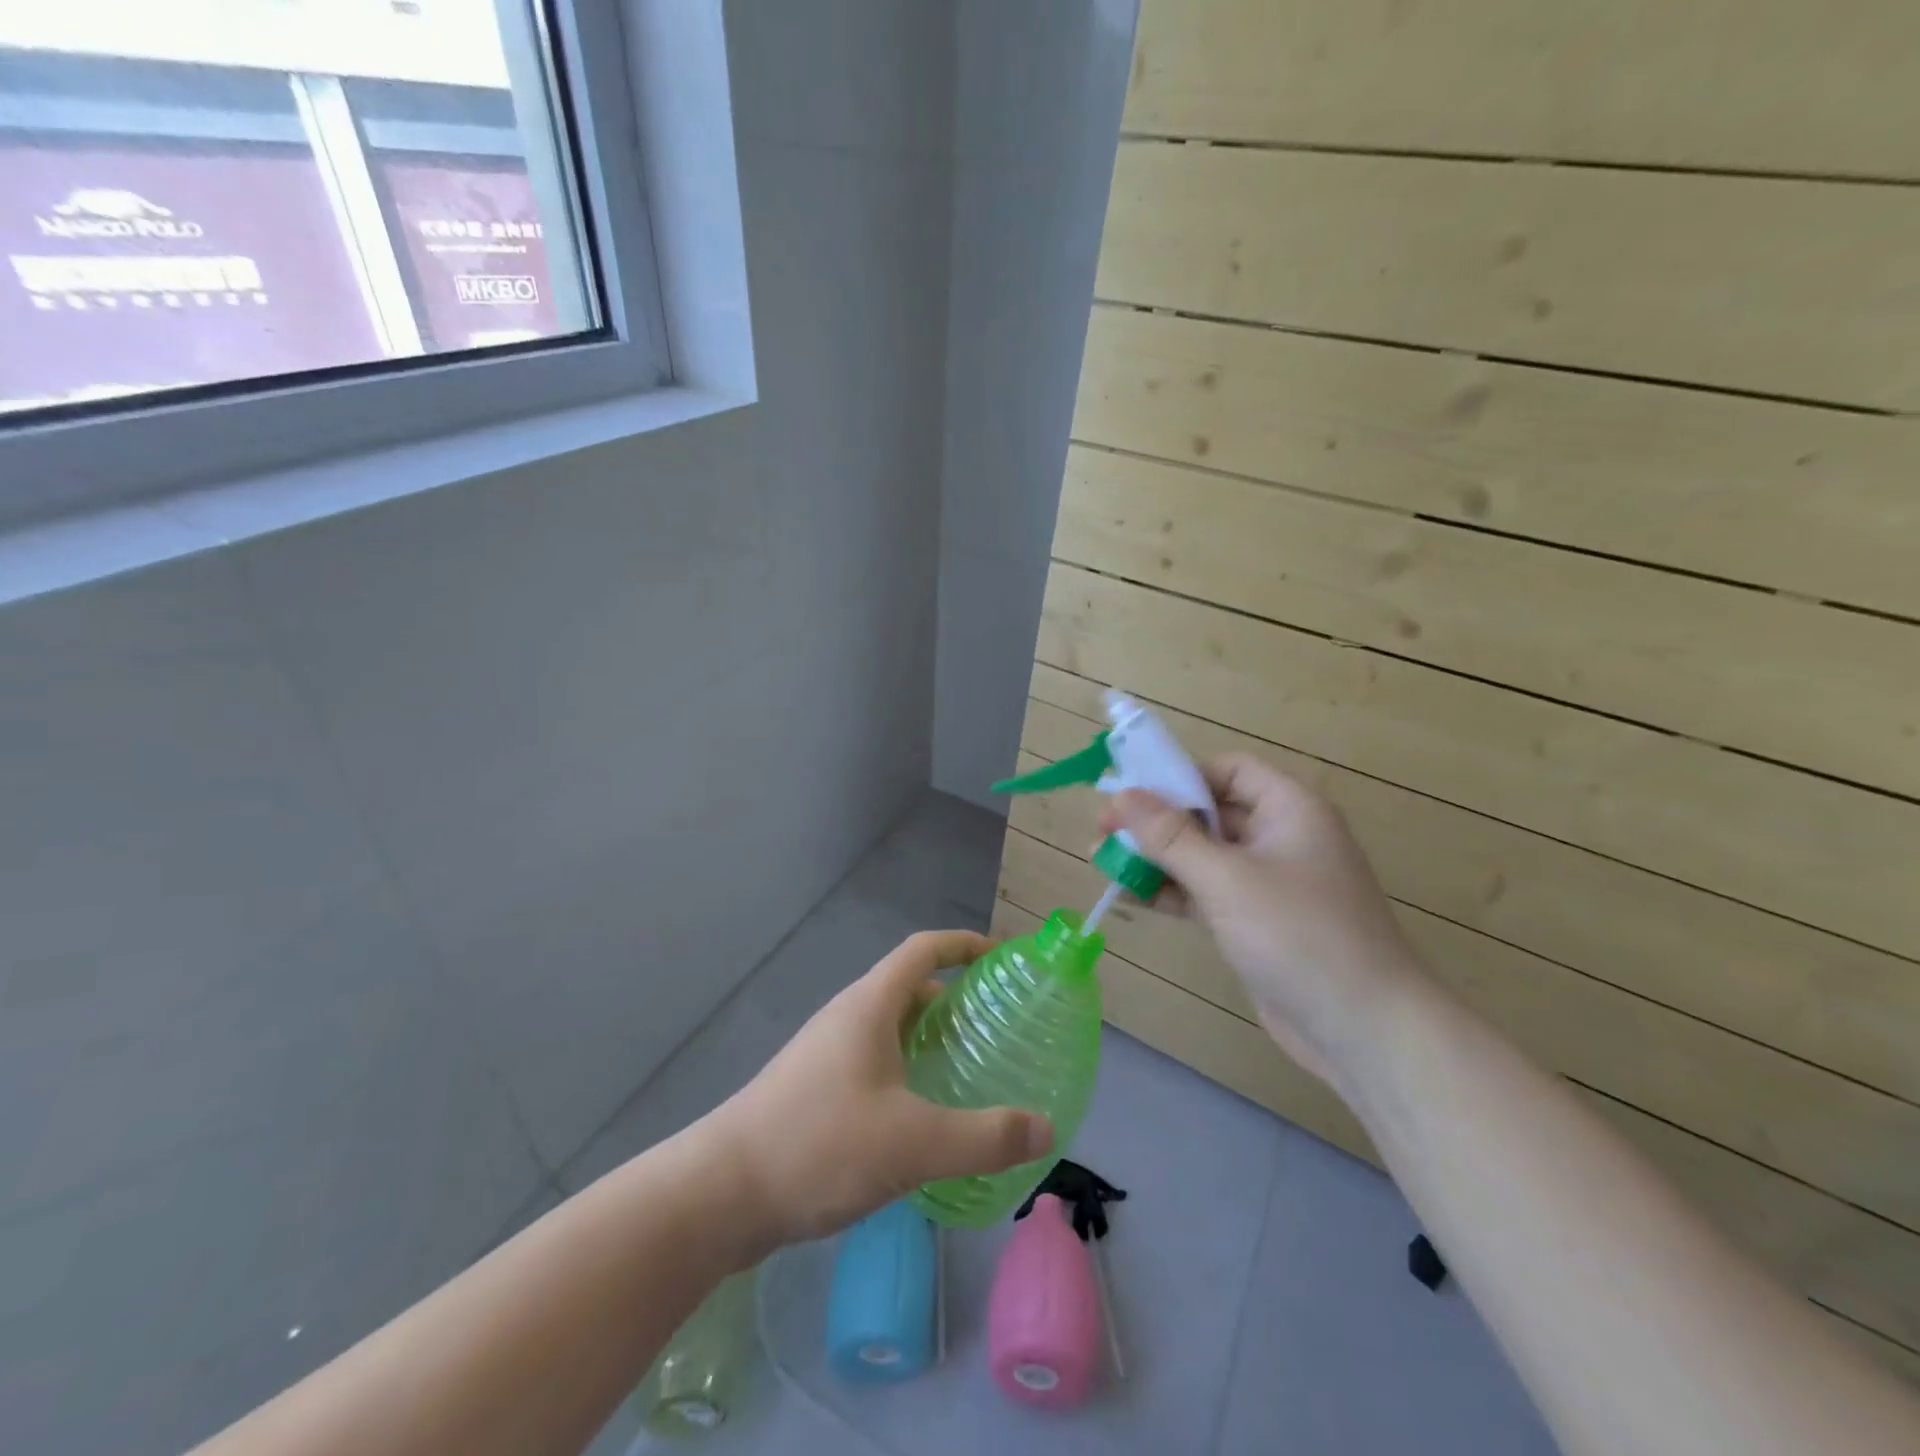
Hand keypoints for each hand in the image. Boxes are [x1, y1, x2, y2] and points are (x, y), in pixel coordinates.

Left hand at [703, 930, 1053, 1254]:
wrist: (721, 1194)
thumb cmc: (819, 1145)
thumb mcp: (913, 1143)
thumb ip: (984, 1136)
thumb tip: (1044, 1127)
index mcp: (869, 1005)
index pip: (923, 949)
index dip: (964, 945)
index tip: (1003, 959)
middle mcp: (847, 1018)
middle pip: (910, 989)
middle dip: (956, 1001)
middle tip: (998, 1030)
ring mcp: (827, 1054)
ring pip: (891, 1030)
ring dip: (930, 1041)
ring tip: (971, 1074)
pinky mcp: (815, 1090)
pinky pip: (875, 1064)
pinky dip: (907, 1073)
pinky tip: (923, 1119)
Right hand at [1100, 755, 1423, 1087]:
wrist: (1365, 1031)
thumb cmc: (1300, 935)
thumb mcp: (1227, 879)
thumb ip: (1170, 836)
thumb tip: (1121, 796)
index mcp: (1289, 808)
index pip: (1227, 770)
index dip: (1179, 776)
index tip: (1130, 793)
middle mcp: (1281, 836)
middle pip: (1209, 812)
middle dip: (1156, 821)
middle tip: (1103, 831)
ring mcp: (1269, 882)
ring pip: (1202, 855)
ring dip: (1156, 857)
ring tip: (1102, 861)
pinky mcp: (1257, 921)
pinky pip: (1206, 891)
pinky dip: (1172, 891)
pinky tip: (1131, 894)